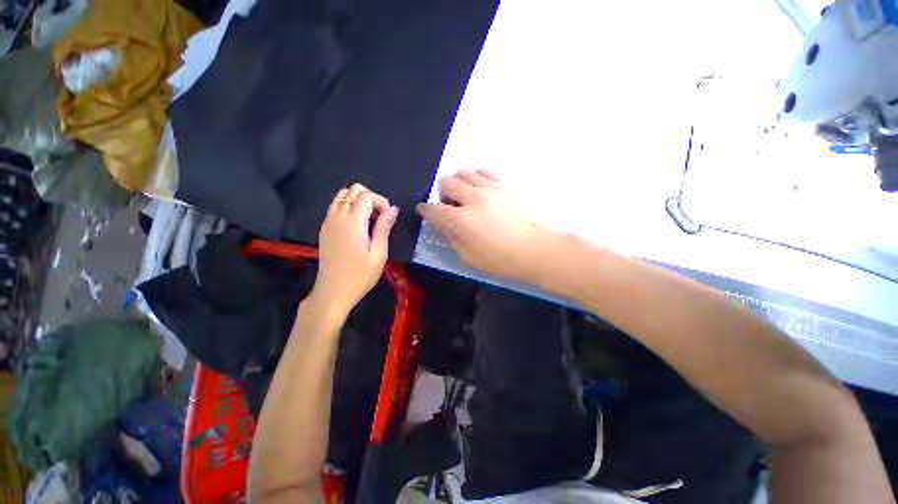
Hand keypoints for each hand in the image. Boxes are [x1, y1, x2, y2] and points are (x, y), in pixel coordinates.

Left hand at [311, 184, 397, 316]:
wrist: (332, 292)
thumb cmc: (360, 276)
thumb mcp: (378, 254)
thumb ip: (384, 228)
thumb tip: (393, 209)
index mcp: (352, 223)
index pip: (365, 195)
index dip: (381, 201)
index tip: (388, 217)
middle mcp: (337, 217)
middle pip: (352, 190)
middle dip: (370, 198)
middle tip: (380, 217)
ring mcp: (328, 222)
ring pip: (342, 195)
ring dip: (358, 200)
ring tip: (369, 219)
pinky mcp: (324, 228)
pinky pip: (336, 206)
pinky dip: (349, 206)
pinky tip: (358, 224)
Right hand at [417, 170, 553, 281]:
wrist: (534, 250)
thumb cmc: (500, 260)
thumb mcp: (468, 257)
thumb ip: (451, 237)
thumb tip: (442, 224)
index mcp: (462, 220)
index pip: (434, 209)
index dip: (425, 210)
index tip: (425, 212)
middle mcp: (474, 198)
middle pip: (446, 182)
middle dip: (442, 194)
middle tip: (449, 207)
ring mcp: (490, 188)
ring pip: (463, 172)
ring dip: (458, 184)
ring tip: (465, 198)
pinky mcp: (504, 185)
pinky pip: (483, 171)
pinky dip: (476, 178)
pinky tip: (480, 191)